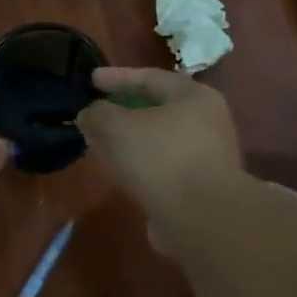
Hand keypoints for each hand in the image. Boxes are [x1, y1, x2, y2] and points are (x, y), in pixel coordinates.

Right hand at [75, 68, 243, 242]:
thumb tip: (89, 115)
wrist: (202, 218)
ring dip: (128, 141)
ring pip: (156, 140)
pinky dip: (137, 164)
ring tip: (99, 144)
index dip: (117, 77)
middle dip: (122, 112)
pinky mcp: (199, 186)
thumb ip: (97, 114)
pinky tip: (118, 172)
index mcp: (193, 97)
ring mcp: (205, 156)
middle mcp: (206, 122)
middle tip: (95, 114)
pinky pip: (160, 166)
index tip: (90, 80)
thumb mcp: (116, 126)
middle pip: (156, 109)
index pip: (150, 77)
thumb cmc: (161, 158)